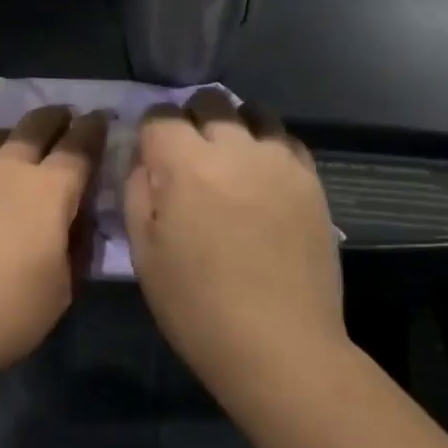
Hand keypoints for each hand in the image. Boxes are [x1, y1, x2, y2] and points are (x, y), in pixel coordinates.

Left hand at [0, 106, 106, 392]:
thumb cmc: (2, 314)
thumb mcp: (61, 292)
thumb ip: (74, 248)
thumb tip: (74, 222)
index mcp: (49, 190)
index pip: (79, 147)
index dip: (94, 129)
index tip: (101, 117)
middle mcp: (8, 167)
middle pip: (36, 125)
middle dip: (56, 117)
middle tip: (65, 116)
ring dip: (13, 136)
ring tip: (16, 144)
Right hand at [124, 91, 346, 405]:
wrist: (281, 347)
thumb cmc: (197, 305)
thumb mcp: (143, 251)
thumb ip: (136, 190)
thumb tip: (144, 158)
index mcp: (185, 163)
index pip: (160, 113)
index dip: (151, 129)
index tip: (152, 154)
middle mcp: (233, 147)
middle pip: (208, 100)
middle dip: (192, 118)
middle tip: (190, 156)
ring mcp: (278, 160)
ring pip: (252, 112)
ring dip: (235, 125)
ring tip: (232, 159)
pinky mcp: (310, 180)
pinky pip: (286, 140)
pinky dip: (269, 146)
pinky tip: (264, 177)